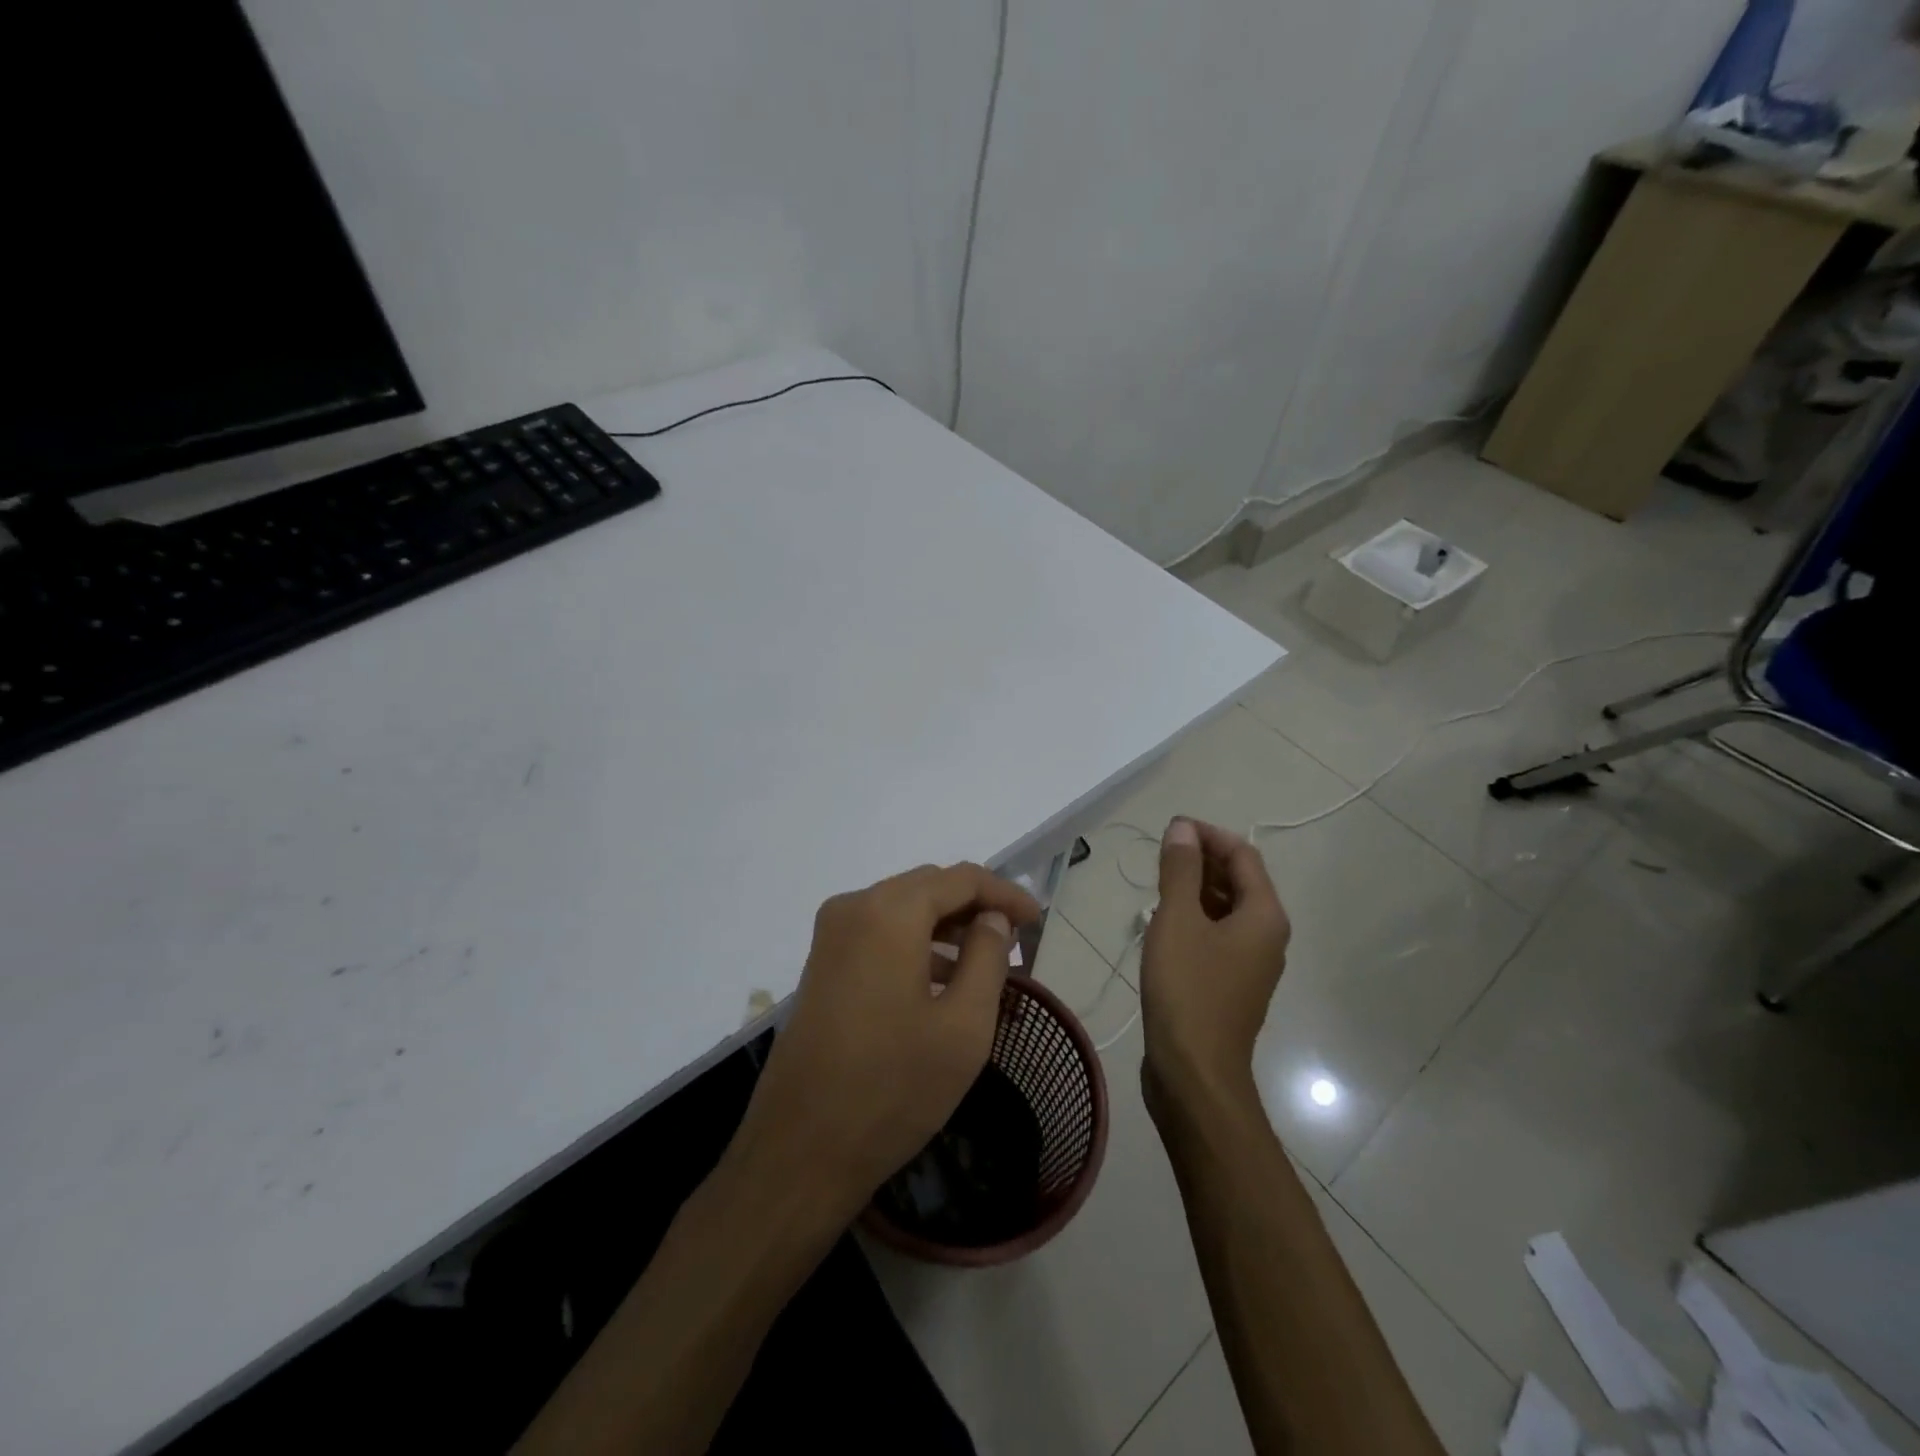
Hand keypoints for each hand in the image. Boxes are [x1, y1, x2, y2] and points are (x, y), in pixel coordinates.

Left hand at [729, 863, 1042, 1226]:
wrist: (801, 1150)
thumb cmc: (894, 1087)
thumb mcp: (964, 1025)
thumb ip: (988, 957)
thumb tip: (991, 917)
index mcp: (889, 912)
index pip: (960, 878)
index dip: (1004, 893)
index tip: (1036, 920)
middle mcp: (853, 907)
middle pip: (928, 888)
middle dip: (974, 906)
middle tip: (1014, 939)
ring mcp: (831, 936)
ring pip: (902, 909)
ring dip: (946, 927)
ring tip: (986, 963)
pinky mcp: (822, 964)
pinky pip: (879, 934)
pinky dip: (916, 944)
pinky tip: (942, 982)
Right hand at [1139, 818, 1289, 1114]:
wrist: (1194, 1073)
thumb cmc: (1187, 990)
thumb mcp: (1178, 920)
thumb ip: (1180, 870)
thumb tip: (1182, 828)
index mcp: (1264, 915)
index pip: (1243, 855)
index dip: (1208, 835)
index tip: (1170, 829)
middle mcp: (1266, 936)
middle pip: (1238, 881)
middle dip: (1201, 861)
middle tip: (1158, 856)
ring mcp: (1250, 963)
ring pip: (1226, 910)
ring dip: (1194, 890)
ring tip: (1155, 886)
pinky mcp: (1231, 985)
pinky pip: (1217, 936)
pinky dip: (1194, 919)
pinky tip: (1162, 925)